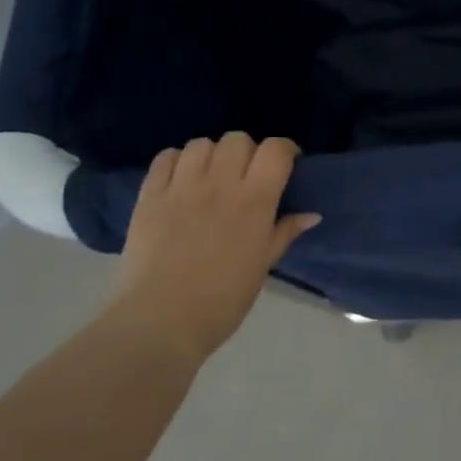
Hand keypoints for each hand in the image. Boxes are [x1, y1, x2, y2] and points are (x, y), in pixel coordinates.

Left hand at [102, 133, 321, 367]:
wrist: (161, 320)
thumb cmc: (222, 300)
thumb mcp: (262, 267)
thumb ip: (284, 233)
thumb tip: (311, 215)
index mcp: (254, 201)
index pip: (275, 150)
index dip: (285, 150)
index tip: (286, 164)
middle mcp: (219, 183)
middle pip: (238, 139)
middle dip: (247, 152)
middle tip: (246, 175)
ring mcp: (181, 187)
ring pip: (201, 143)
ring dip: (211, 155)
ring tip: (211, 176)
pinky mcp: (149, 195)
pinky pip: (165, 157)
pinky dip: (176, 161)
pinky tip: (180, 180)